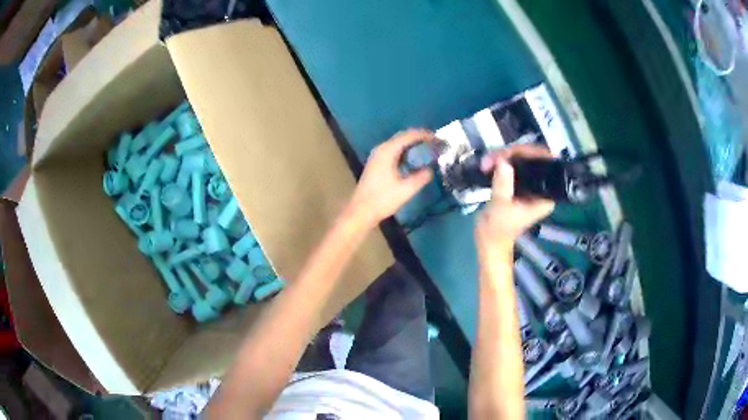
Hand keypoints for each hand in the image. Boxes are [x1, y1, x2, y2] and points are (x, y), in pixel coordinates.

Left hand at [349, 130, 433, 225]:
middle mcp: (381, 149)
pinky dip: (405, 152)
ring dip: (412, 146)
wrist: (361, 211)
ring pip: (398, 144)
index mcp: (387, 151)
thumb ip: (421, 177)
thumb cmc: (382, 199)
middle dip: (419, 138)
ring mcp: (377, 156)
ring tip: (427, 151)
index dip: (424, 135)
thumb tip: (430, 170)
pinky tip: (414, 161)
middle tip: (434, 144)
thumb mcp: (406, 190)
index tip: (438, 139)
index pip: (408, 136)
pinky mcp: (376, 164)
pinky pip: (394, 151)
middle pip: (403, 137)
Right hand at [475, 145, 554, 253]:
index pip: (544, 164)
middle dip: (511, 154)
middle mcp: (539, 186)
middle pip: (531, 157)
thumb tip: (503, 161)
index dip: (530, 153)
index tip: (510, 152)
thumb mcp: (500, 207)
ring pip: (519, 159)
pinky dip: (499, 161)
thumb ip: (503, 183)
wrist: (488, 241)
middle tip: (492, 158)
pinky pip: (511, 165)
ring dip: (501, 157)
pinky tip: (487, 164)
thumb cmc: (497, 229)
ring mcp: (528, 184)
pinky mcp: (516, 183)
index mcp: (544, 195)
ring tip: (485, 163)